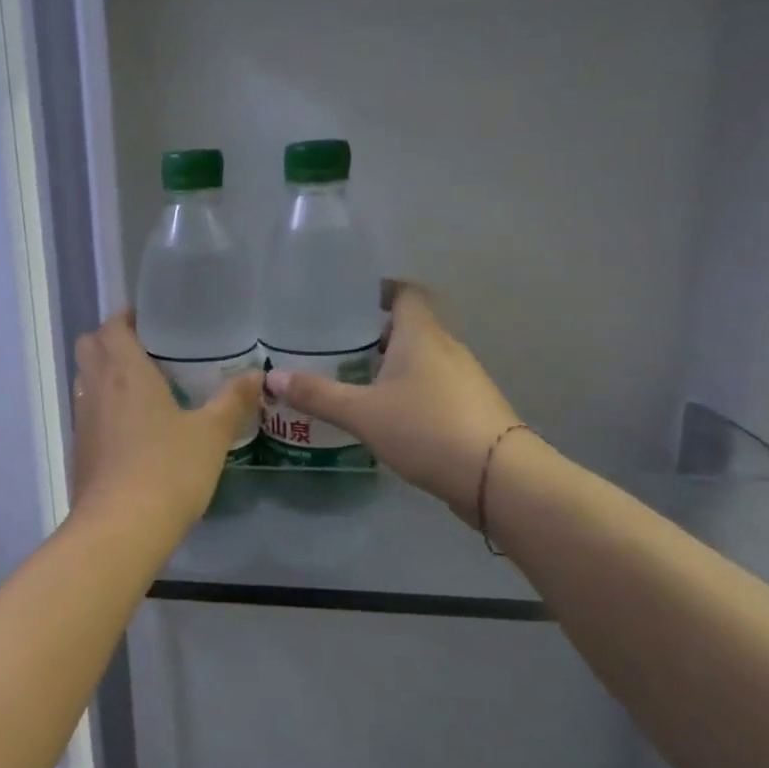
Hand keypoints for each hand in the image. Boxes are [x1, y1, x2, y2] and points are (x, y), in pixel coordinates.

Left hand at [71, 311, 262, 535]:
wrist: (120, 528)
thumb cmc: (168, 470)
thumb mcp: (211, 434)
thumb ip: (233, 401)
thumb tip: (257, 375)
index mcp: (124, 371)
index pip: (111, 326)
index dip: (126, 318)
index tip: (151, 322)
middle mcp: (95, 387)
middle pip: (89, 346)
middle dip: (111, 341)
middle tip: (147, 351)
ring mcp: (82, 419)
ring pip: (85, 379)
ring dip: (104, 374)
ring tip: (143, 388)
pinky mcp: (79, 449)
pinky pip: (88, 412)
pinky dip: (103, 407)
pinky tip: (133, 429)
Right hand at [264, 283, 519, 517]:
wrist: (496, 477)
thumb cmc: (425, 428)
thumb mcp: (361, 413)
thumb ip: (317, 395)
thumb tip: (271, 378)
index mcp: (422, 335)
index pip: (406, 293)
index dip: (380, 290)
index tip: (351, 299)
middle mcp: (447, 348)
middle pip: (412, 326)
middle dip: (377, 333)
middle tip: (339, 345)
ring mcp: (464, 378)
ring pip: (423, 358)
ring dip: (393, 364)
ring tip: (356, 380)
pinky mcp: (471, 408)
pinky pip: (434, 385)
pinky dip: (409, 389)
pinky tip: (387, 413)